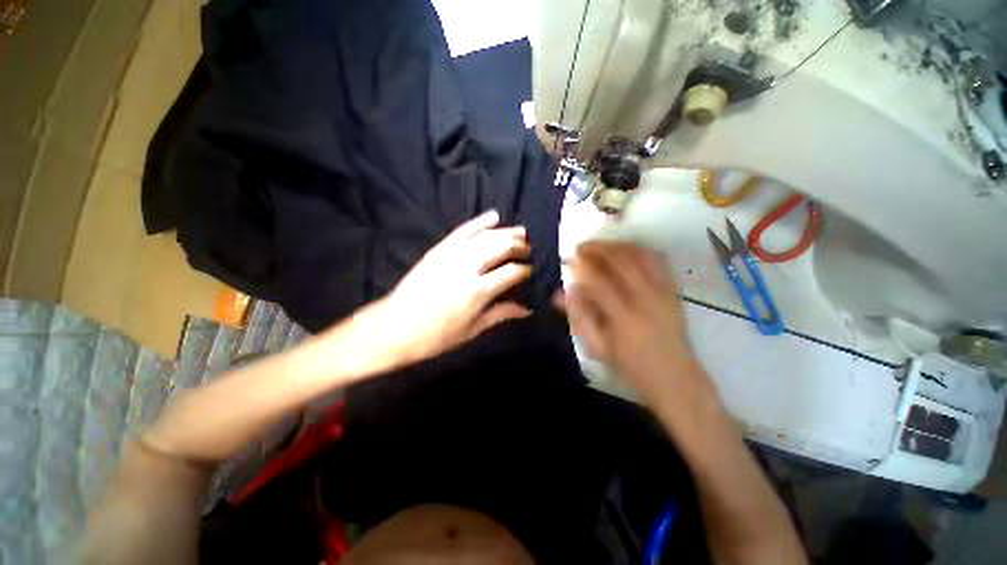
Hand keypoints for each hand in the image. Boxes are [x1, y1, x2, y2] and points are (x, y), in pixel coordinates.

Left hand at [374, 210, 532, 364]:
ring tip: (521, 232)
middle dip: (520, 246)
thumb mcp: (473, 329)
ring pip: (486, 235)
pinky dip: (480, 222)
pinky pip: (463, 230)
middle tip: (529, 249)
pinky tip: (494, 216)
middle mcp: (467, 267)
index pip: (512, 272)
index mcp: (478, 291)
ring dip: (506, 231)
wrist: (396, 326)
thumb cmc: (437, 335)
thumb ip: (502, 313)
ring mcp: (452, 254)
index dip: (525, 270)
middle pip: (501, 247)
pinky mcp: (439, 249)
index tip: (531, 271)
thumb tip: (527, 309)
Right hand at [558, 241, 704, 405]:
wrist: (675, 378)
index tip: (570, 259)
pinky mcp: (674, 291)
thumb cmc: (631, 366)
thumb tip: (562, 292)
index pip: (599, 282)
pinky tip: (627, 249)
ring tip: (601, 245)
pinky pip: (659, 260)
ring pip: (641, 256)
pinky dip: (640, 250)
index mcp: (624, 318)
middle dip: (598, 249)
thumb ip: (580, 317)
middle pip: (621, 262)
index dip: (582, 266)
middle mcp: (646, 300)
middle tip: (582, 246)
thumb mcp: (599, 348)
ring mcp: (664, 293)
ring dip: (618, 245)